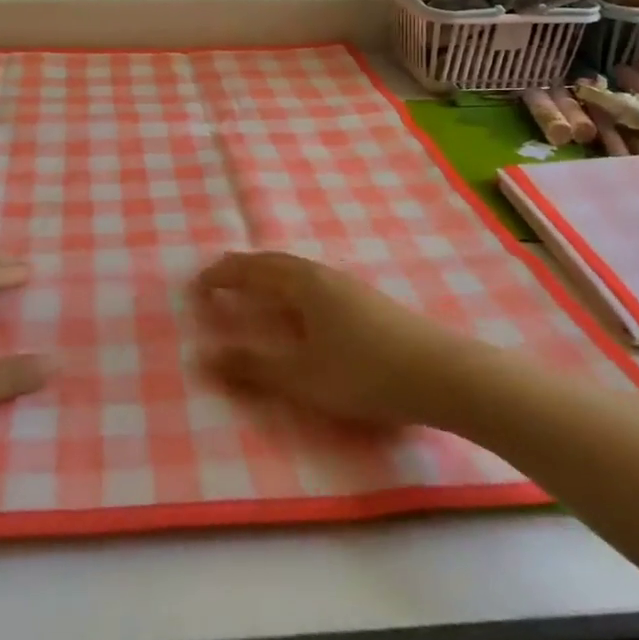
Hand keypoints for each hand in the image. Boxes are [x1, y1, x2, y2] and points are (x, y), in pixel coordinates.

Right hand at [192, 252, 479, 428]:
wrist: (443, 373)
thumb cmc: (364, 372)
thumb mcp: (301, 376)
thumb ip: (252, 366)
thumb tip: (202, 355)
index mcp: (302, 283)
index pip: (250, 270)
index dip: (220, 277)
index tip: (195, 287)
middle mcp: (322, 275)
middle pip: (273, 263)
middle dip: (241, 270)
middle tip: (218, 281)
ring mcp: (349, 286)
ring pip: (297, 272)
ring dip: (268, 278)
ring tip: (254, 293)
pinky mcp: (368, 302)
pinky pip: (314, 284)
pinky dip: (291, 289)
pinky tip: (302, 311)